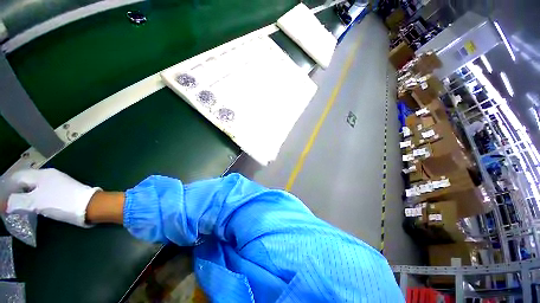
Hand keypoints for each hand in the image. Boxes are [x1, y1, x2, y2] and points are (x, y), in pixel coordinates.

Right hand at [5, 168, 100, 226]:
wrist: (89, 205)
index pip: (17, 176)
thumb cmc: (61, 202)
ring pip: (34, 188)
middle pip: (25, 181)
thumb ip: (17, 201)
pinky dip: (34, 199)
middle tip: (6, 205)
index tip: (1, 200)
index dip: (6, 187)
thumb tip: (4, 204)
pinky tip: (31, 207)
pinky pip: (43, 193)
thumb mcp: (35, 202)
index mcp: (41, 174)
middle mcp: (48, 176)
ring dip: (23, 196)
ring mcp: (57, 183)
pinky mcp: (63, 191)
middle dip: (14, 192)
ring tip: (16, 207)